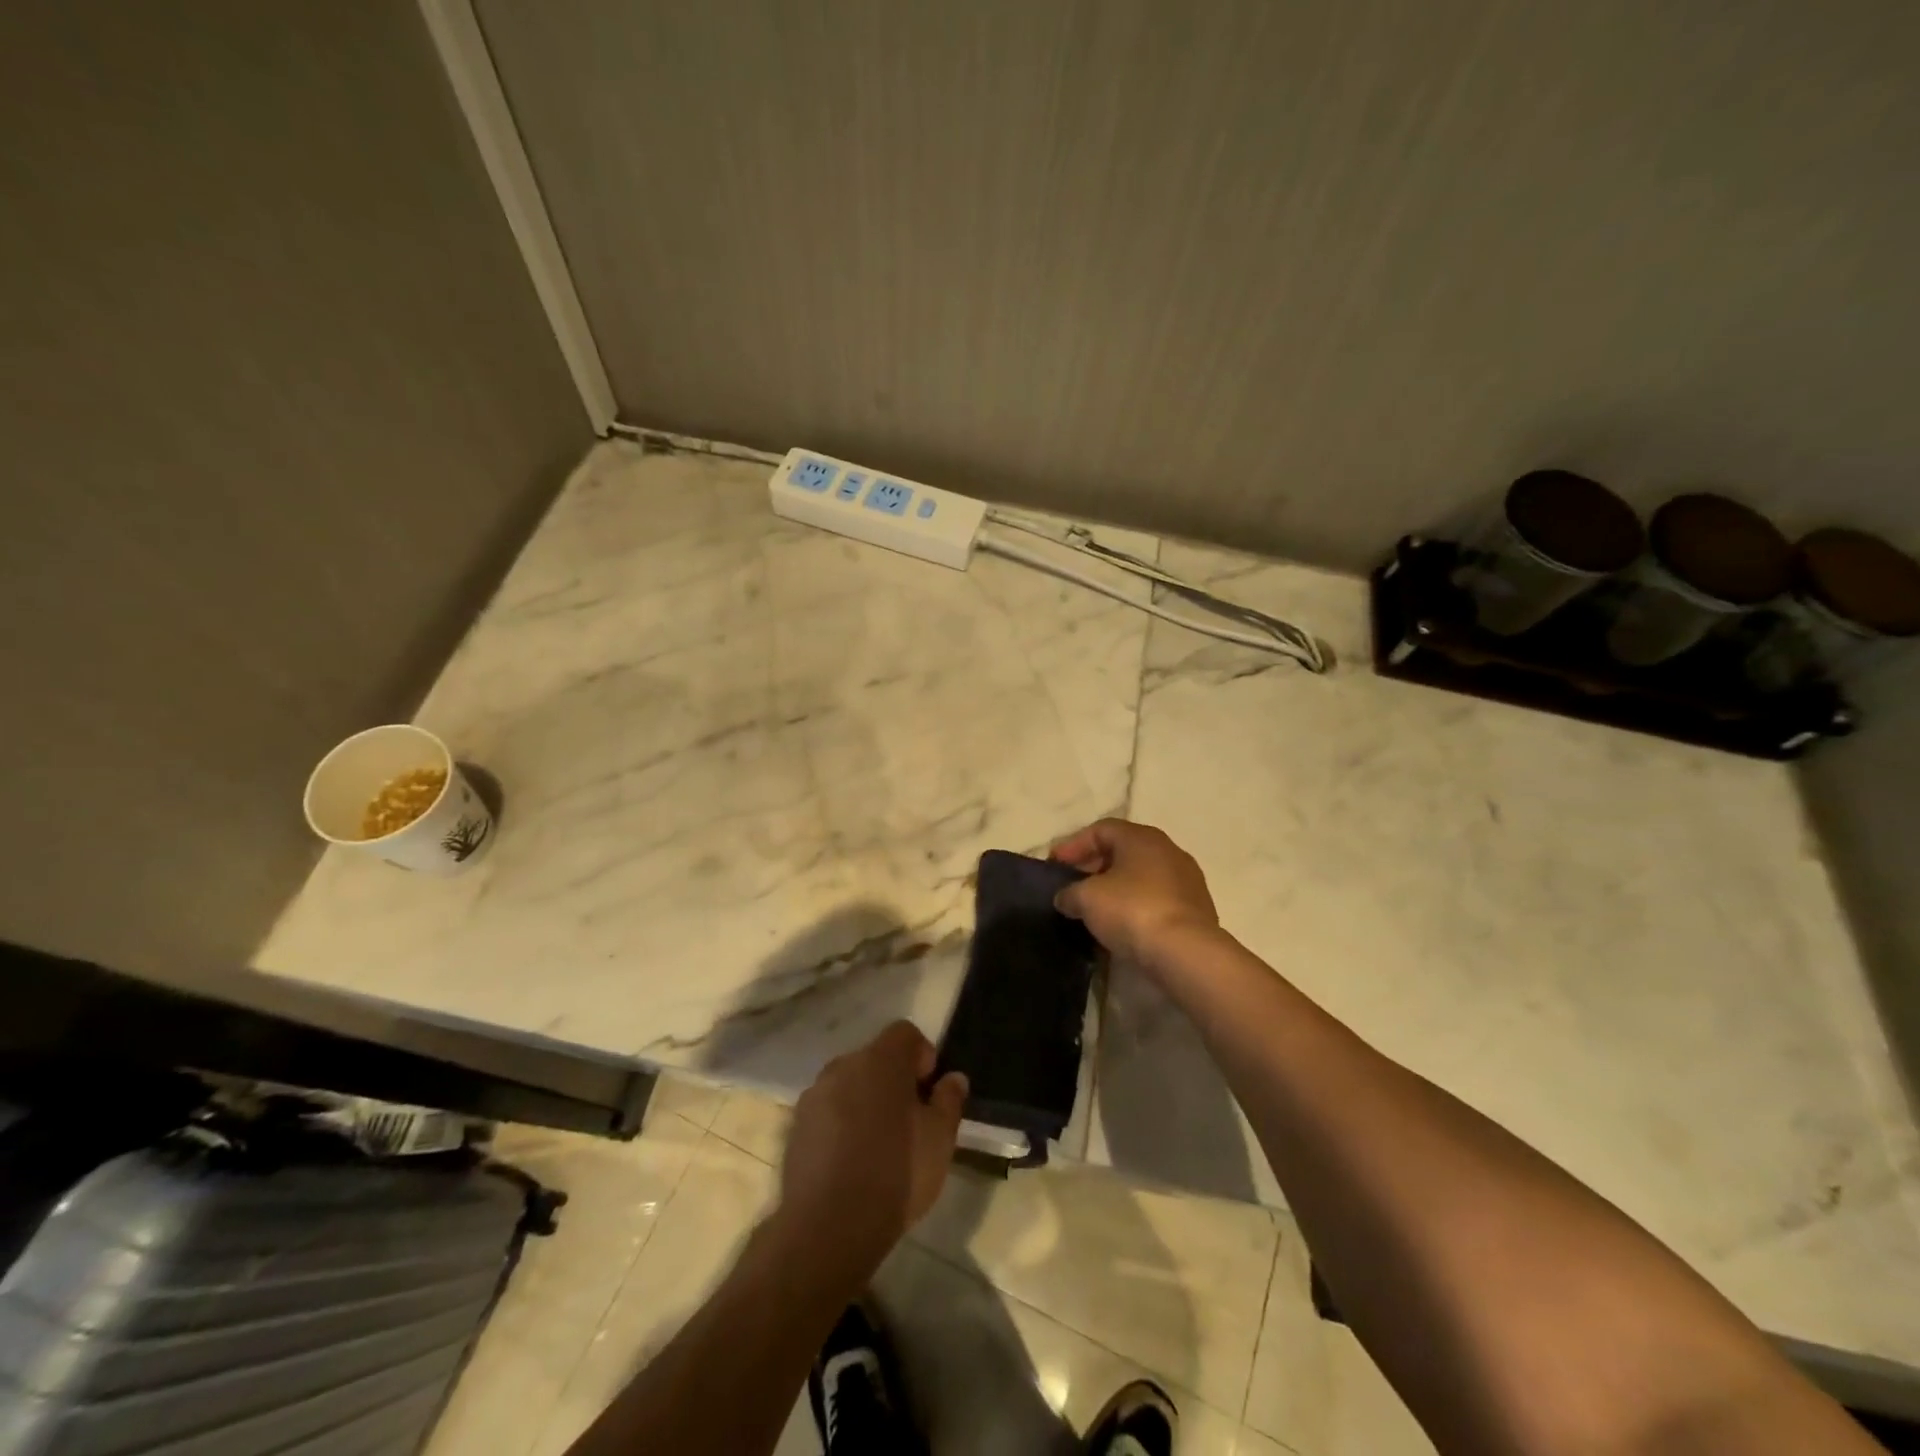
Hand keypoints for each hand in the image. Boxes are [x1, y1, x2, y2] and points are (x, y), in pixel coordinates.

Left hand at [775, 1021, 967, 1279]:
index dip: (922, 1056)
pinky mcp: (796, 1125)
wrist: (829, 1227)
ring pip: (849, 1084)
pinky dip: (841, 1123)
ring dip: (865, 1101)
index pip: (905, 1033)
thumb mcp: (940, 1139)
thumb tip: (953, 1078)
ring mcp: (815, 1094)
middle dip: (893, 1080)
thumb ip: (949, 1101)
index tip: (929, 1092)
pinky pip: (827, 1111)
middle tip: (909, 1121)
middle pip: (875, 1058)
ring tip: (877, 1145)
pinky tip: (850, 1162)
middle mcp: (844, 1066)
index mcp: (881, 1060)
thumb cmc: (896, 1174)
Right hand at [1051, 818, 1222, 971]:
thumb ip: (1070, 893)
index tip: (1054, 865)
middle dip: (1094, 866)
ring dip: (1116, 888)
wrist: (1185, 953)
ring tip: (1094, 908)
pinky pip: (1156, 899)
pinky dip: (1135, 906)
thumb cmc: (1132, 911)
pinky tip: (1121, 926)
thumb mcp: (1086, 899)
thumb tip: (1066, 898)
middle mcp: (1168, 850)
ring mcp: (1186, 880)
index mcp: (1142, 837)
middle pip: (1123, 851)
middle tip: (1072, 885)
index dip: (1073, 845)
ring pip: (1141, 876)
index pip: (1100, 829)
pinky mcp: (1196, 909)